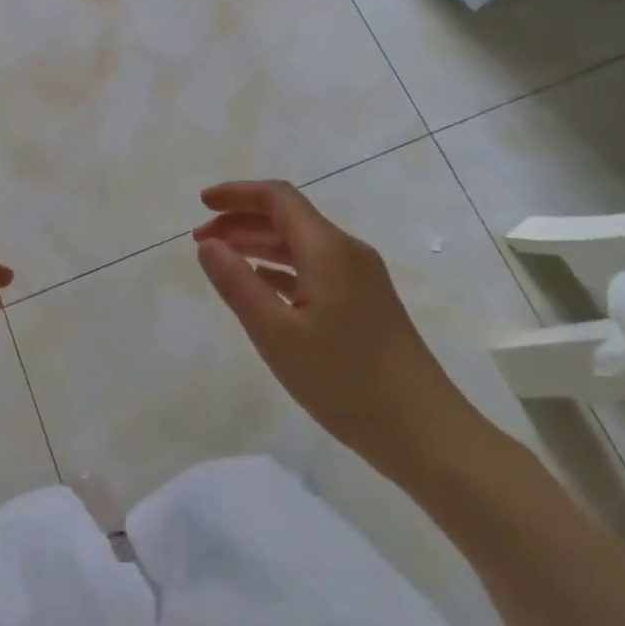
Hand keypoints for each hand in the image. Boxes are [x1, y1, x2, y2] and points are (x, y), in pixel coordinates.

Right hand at [193, 181, 484, 488]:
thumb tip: (208, 245)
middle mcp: (347, 252)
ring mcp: (361, 278)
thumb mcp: (277, 335)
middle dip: (242, 221)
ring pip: (301, 245)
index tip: (202, 204)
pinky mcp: (366, 303)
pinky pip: (315, 269)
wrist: (424, 432)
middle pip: (289, 218)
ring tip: (222, 260)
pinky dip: (281, 268)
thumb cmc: (344, 381)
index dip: (237, 194)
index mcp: (328, 249)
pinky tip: (261, 286)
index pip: (278, 198)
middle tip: (200, 240)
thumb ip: (237, 284)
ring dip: (259, 245)